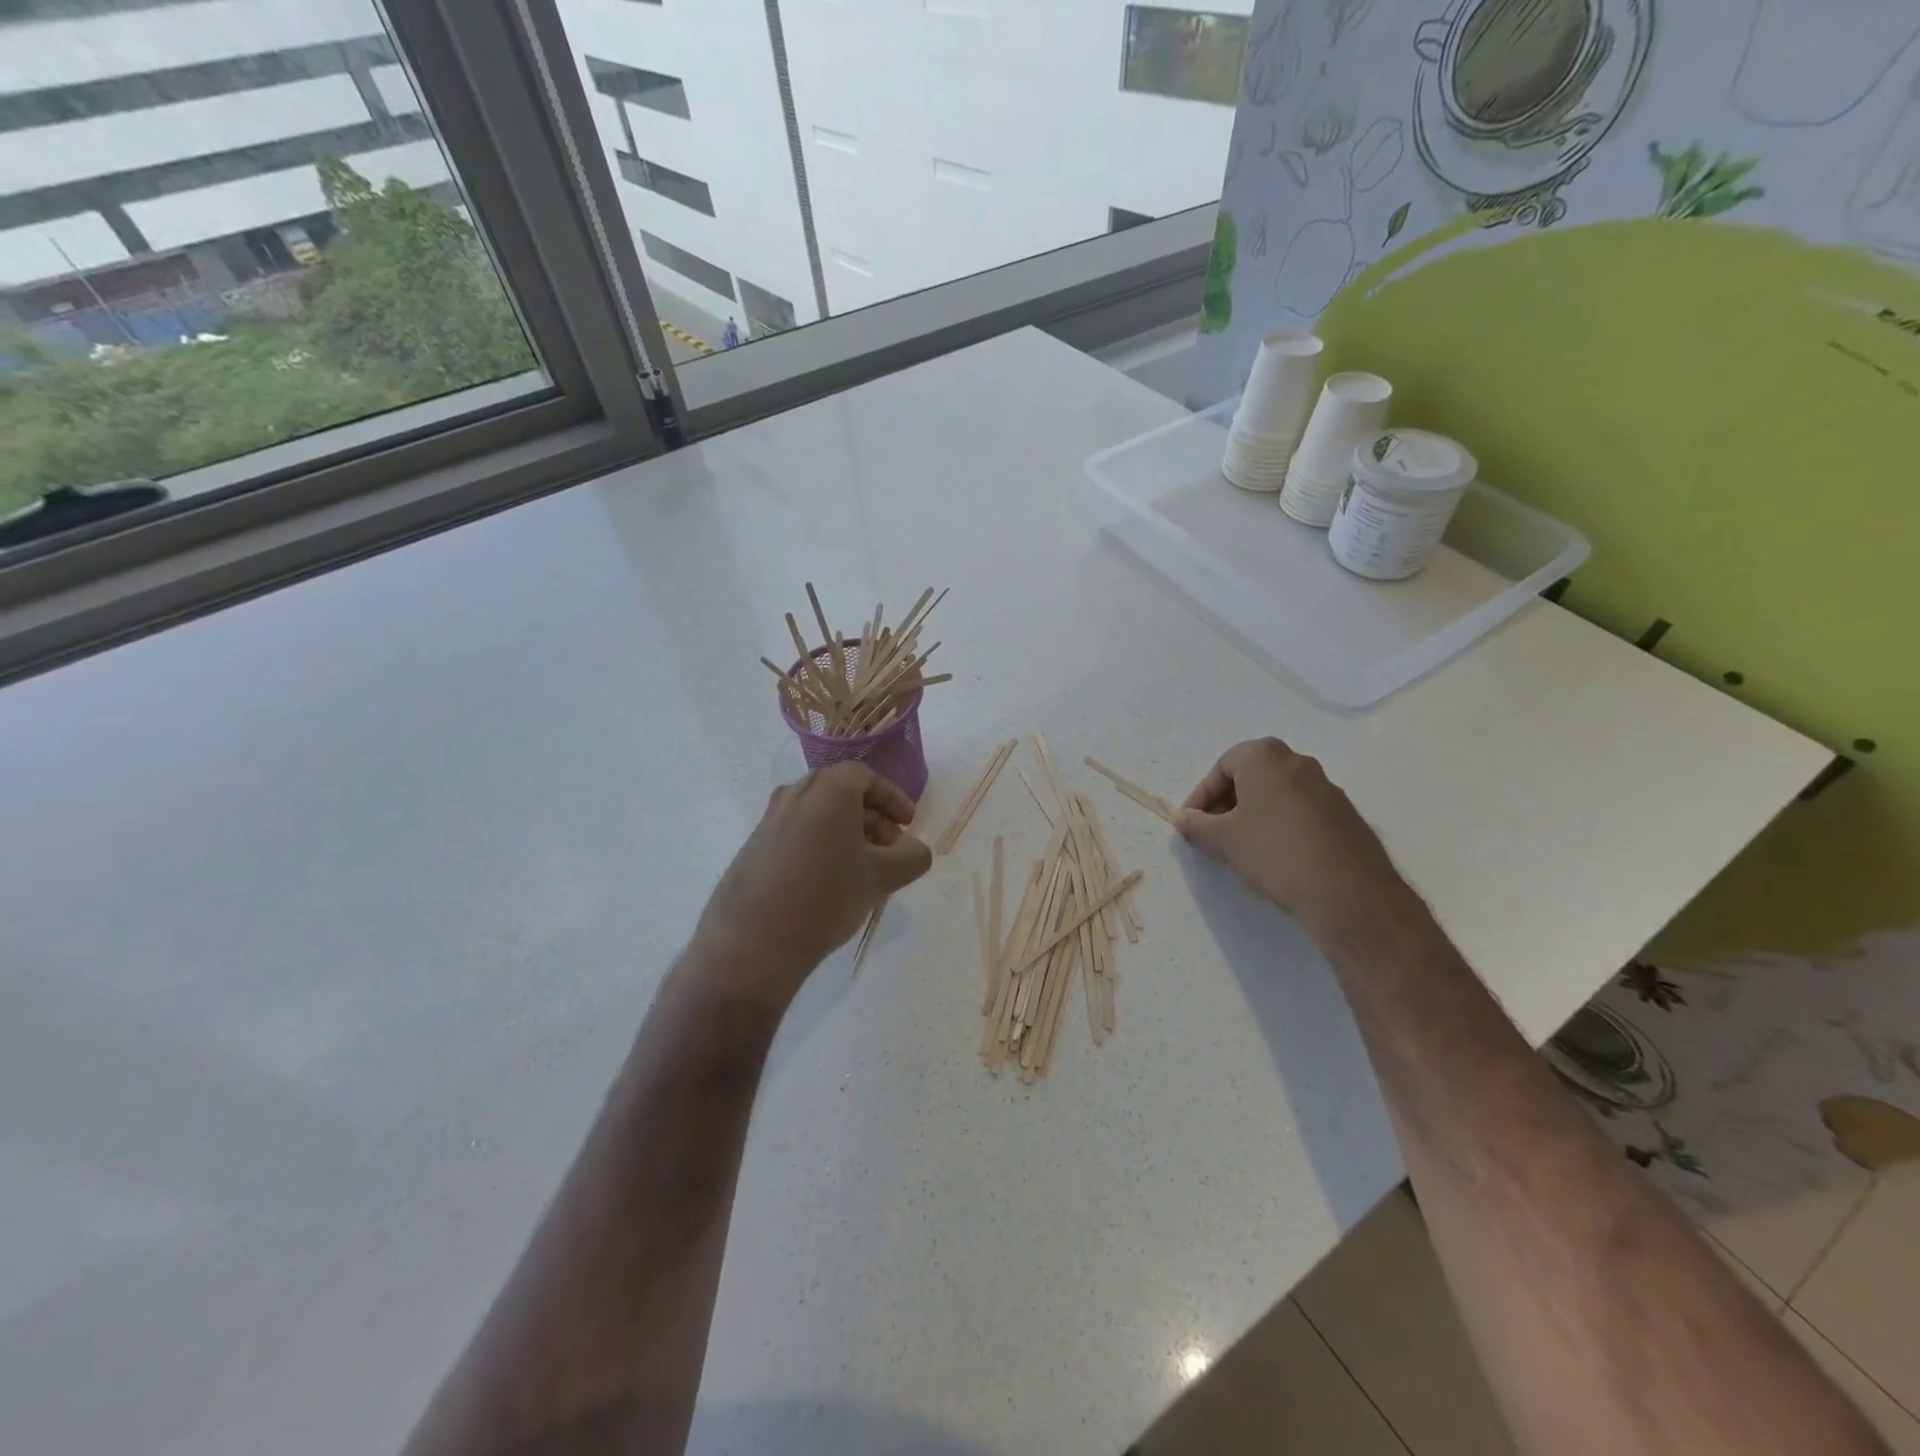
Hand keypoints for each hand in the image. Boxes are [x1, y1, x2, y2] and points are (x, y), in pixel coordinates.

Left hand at [691, 763, 932, 1004]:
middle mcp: (795, 794)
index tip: (908, 823)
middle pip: (842, 791)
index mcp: (828, 790)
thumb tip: (915, 851)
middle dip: (872, 816)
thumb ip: (911, 857)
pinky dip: (822, 843)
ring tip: (863, 868)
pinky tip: (830, 880)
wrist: (752, 942)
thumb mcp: (881, 878)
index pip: (866, 776)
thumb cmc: (825, 898)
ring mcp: (770, 819)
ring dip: (847, 831)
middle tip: (890, 848)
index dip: (892, 797)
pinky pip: (798, 831)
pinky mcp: (755, 845)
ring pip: (819, 812)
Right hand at [1176, 737, 1405, 936]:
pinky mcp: (1345, 812)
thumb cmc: (1274, 851)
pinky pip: (1302, 809)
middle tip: (1215, 831)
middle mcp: (1298, 761)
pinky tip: (1278, 855)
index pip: (1222, 766)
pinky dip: (1282, 823)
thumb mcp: (1223, 840)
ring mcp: (1326, 786)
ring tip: (1244, 846)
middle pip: (1251, 775)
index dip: (1201, 795)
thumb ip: (1196, 826)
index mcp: (1265, 757)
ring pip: (1278, 792)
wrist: (1347, 890)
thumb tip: (1184, 820)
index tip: (1193, 822)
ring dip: (1255, 813)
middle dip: (1228, 802)